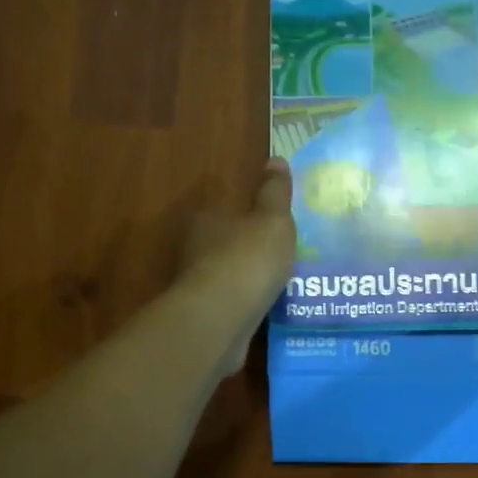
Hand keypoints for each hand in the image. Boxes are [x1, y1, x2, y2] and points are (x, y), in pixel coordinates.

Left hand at [180, 159, 296, 370]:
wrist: (221, 318)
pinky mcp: (206, 318)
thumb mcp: (272, 219)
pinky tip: (268, 310)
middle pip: (224, 245)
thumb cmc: (247, 259)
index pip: (225, 211)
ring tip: (280, 285)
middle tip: (281, 255)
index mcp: (207, 221)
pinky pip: (232, 306)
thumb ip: (275, 192)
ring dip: (248, 281)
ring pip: (227, 277)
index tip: (270, 226)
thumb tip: (276, 158)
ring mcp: (198, 287)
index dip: (247, 217)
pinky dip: (247, 306)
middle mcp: (196, 251)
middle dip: (248, 250)